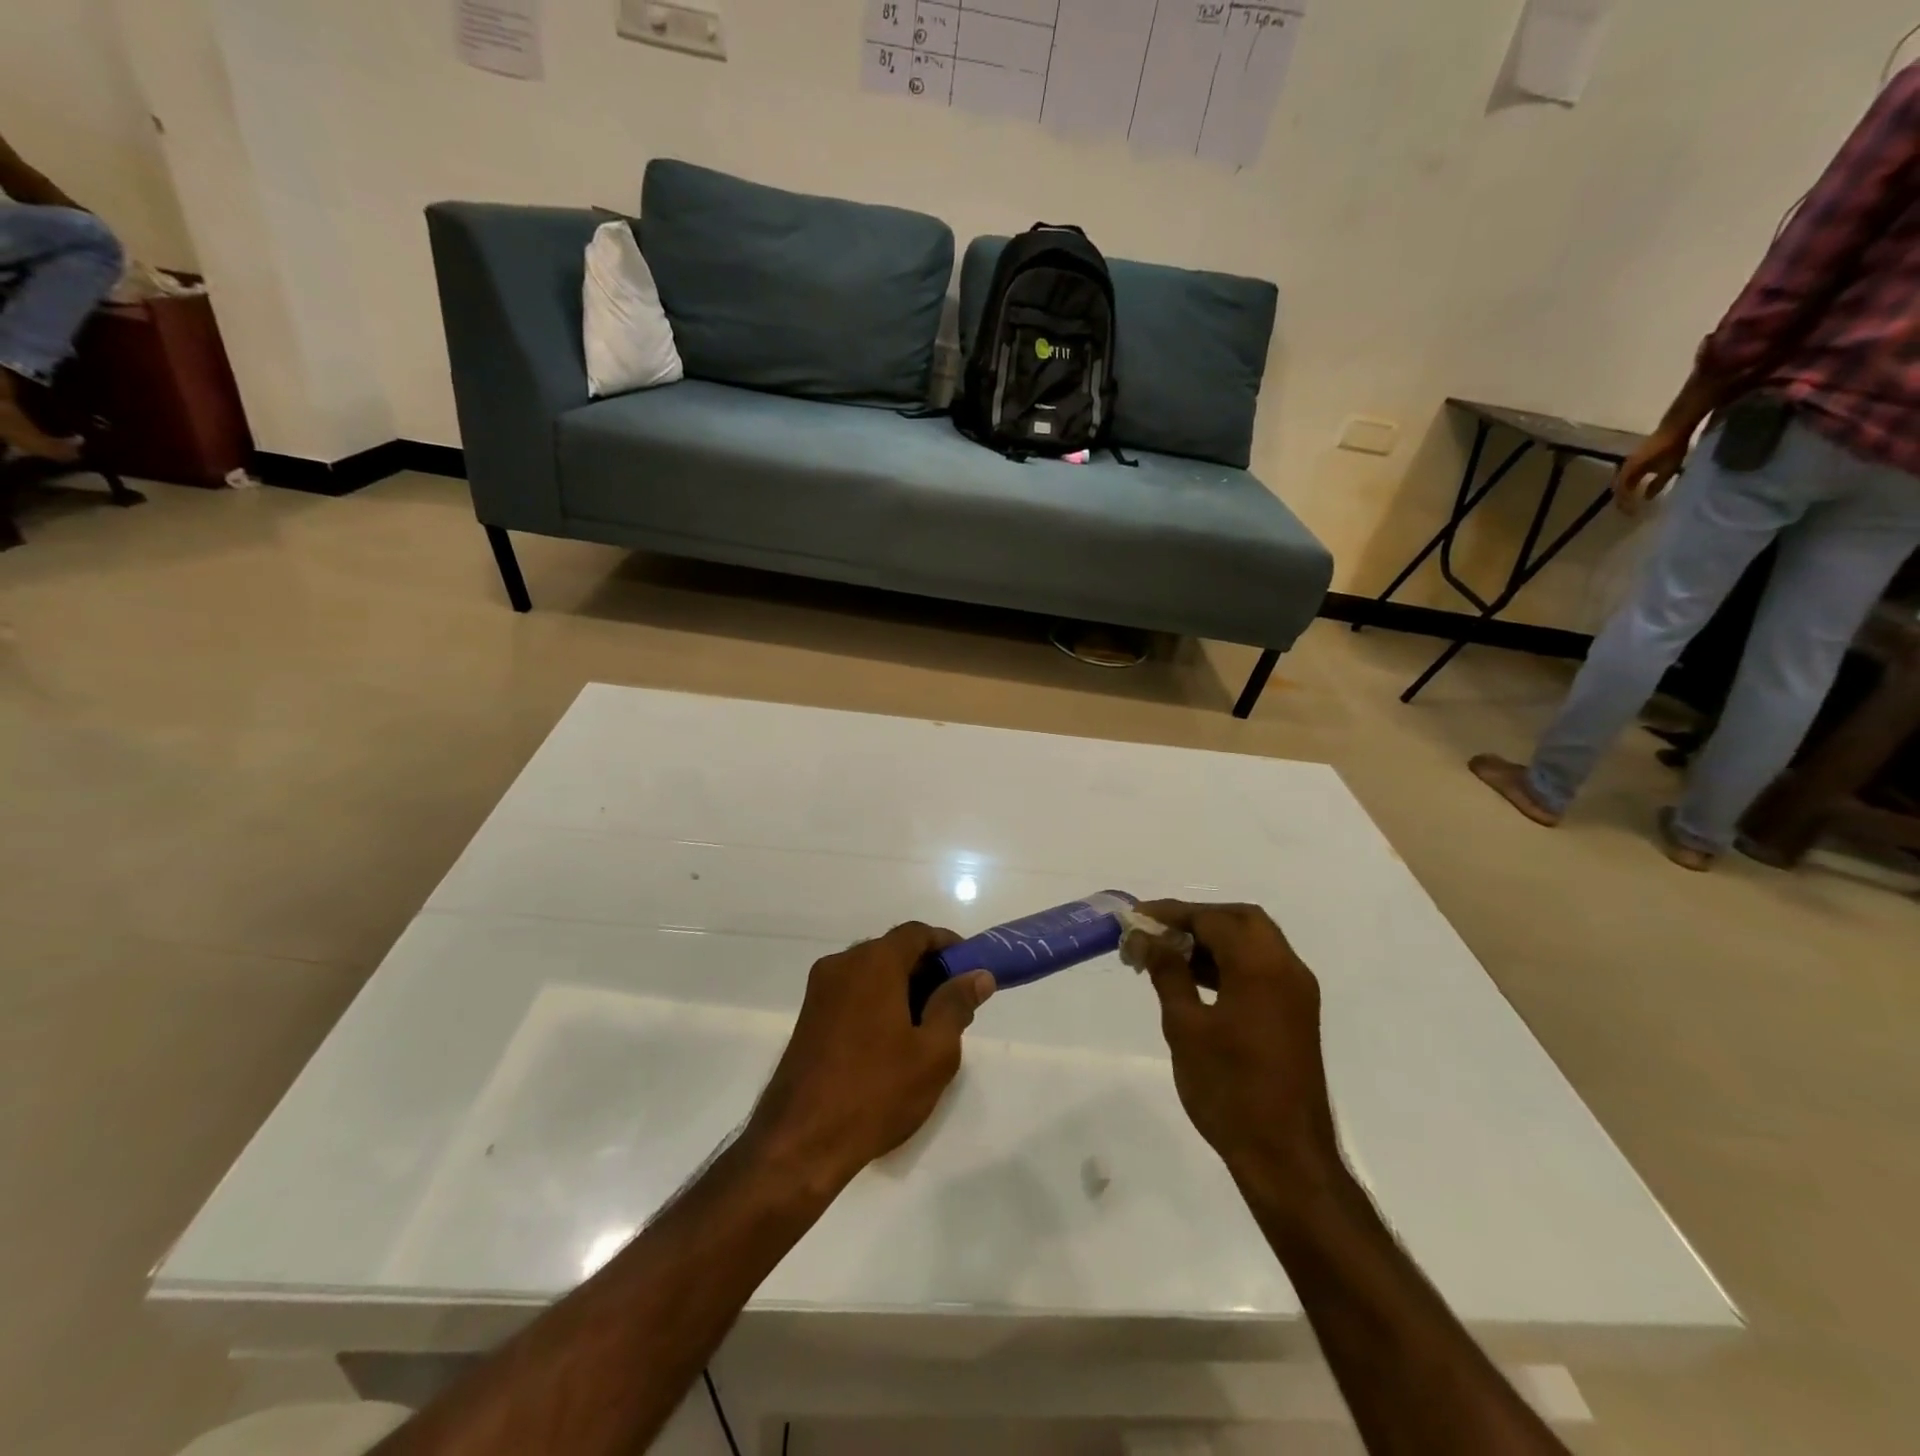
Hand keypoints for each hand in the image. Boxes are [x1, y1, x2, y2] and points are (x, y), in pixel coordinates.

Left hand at [748, 923, 993, 1190]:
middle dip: (927, 969)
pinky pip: (853, 993)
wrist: (799, 1143)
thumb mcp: (933, 1052)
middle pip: (893, 950)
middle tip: (955, 1003)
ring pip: (872, 973)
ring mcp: (820, 991)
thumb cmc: (875, 1092)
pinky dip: (878, 1001)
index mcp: (873, 962)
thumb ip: (956, 1005)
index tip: (971, 969)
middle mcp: (842, 965)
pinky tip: (894, 1041)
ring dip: (903, 987)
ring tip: (929, 1027)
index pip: (916, 933)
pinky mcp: (809, 1017)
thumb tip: (977, 975)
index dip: (948, 945)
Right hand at [1126, 902, 1340, 1190]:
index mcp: (1261, 967)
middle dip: (1196, 919)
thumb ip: (1167, 972)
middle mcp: (1287, 969)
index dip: (1172, 913)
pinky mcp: (1295, 1014)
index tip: (1135, 917)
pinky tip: (1194, 979)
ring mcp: (1296, 993)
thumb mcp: (1185, 1027)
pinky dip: (1229, 962)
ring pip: (1253, 942)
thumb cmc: (1229, 1089)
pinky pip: (1261, 968)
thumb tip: (1146, 937)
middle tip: (1157, 932)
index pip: (1213, 919)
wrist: (1285, 1157)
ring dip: (1213, 940)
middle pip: (1241, 920)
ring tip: (1167, 954)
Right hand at [1612, 429, 1689, 514]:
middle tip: (1627, 508)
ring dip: (1624, 490)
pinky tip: (1636, 484)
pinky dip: (1628, 482)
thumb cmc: (1671, 449)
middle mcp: (1625, 468)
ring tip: (1629, 497)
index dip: (1624, 504)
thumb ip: (1657, 484)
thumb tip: (1647, 498)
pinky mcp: (1635, 457)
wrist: (1674, 427)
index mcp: (1629, 473)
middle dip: (1621, 498)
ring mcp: (1629, 461)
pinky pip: (1627, 473)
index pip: (1622, 492)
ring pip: (1621, 480)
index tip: (1629, 514)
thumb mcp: (1668, 469)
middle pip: (1618, 487)